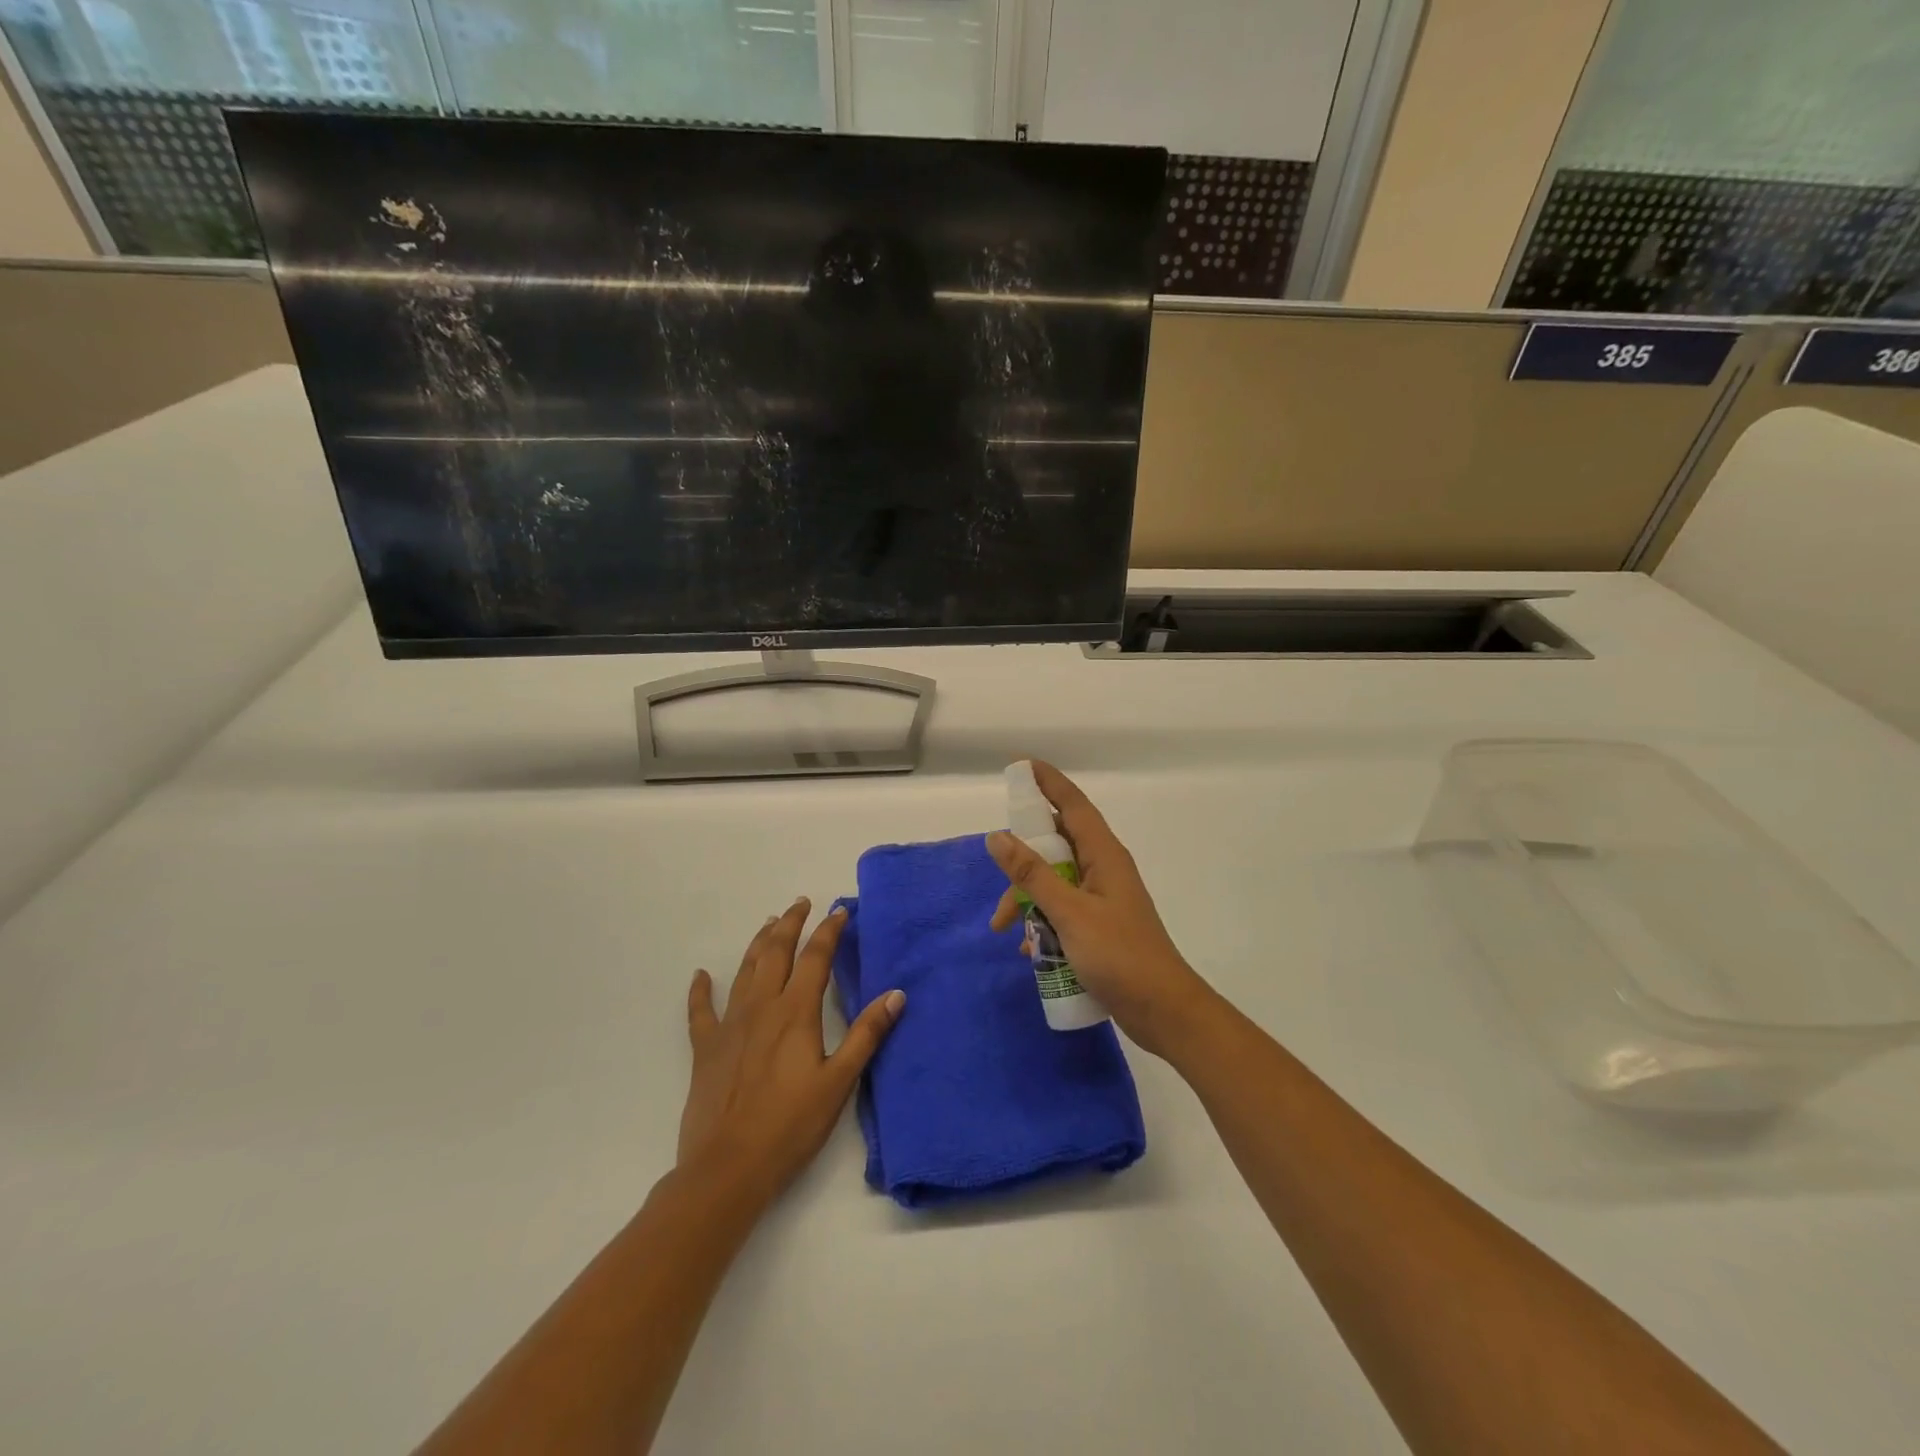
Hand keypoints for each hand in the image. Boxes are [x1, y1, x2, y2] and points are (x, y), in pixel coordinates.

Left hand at [678, 898, 904, 1209]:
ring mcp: (729, 1025)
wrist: (727, 1168)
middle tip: (801, 903)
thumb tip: (896, 994)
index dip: (828, 931)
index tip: (838, 912)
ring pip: (744, 970)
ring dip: (758, 943)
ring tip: (769, 923)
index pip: (815, 958)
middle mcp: (761, 1007)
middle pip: (776, 952)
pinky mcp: (705, 1048)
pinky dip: (700, 990)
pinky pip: (700, 1011)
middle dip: (791, 924)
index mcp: (795, 1012)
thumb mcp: (838, 1082)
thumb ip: (866, 1035)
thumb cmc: (790, 1126)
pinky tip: (700, 976)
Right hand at [987, 762, 1213, 1058]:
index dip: (1049, 782)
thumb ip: (1032, 874)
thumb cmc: (1119, 955)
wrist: (1163, 1012)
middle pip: (1056, 846)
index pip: (1072, 805)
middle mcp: (1103, 870)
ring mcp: (1101, 899)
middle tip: (998, 868)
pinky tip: (1029, 952)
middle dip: (1023, 859)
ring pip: (1054, 882)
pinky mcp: (1098, 927)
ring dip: (1027, 900)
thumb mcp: (1069, 913)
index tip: (1022, 766)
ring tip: (1006, 931)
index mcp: (1103, 856)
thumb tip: (997, 836)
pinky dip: (1042, 924)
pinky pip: (1061, 911)